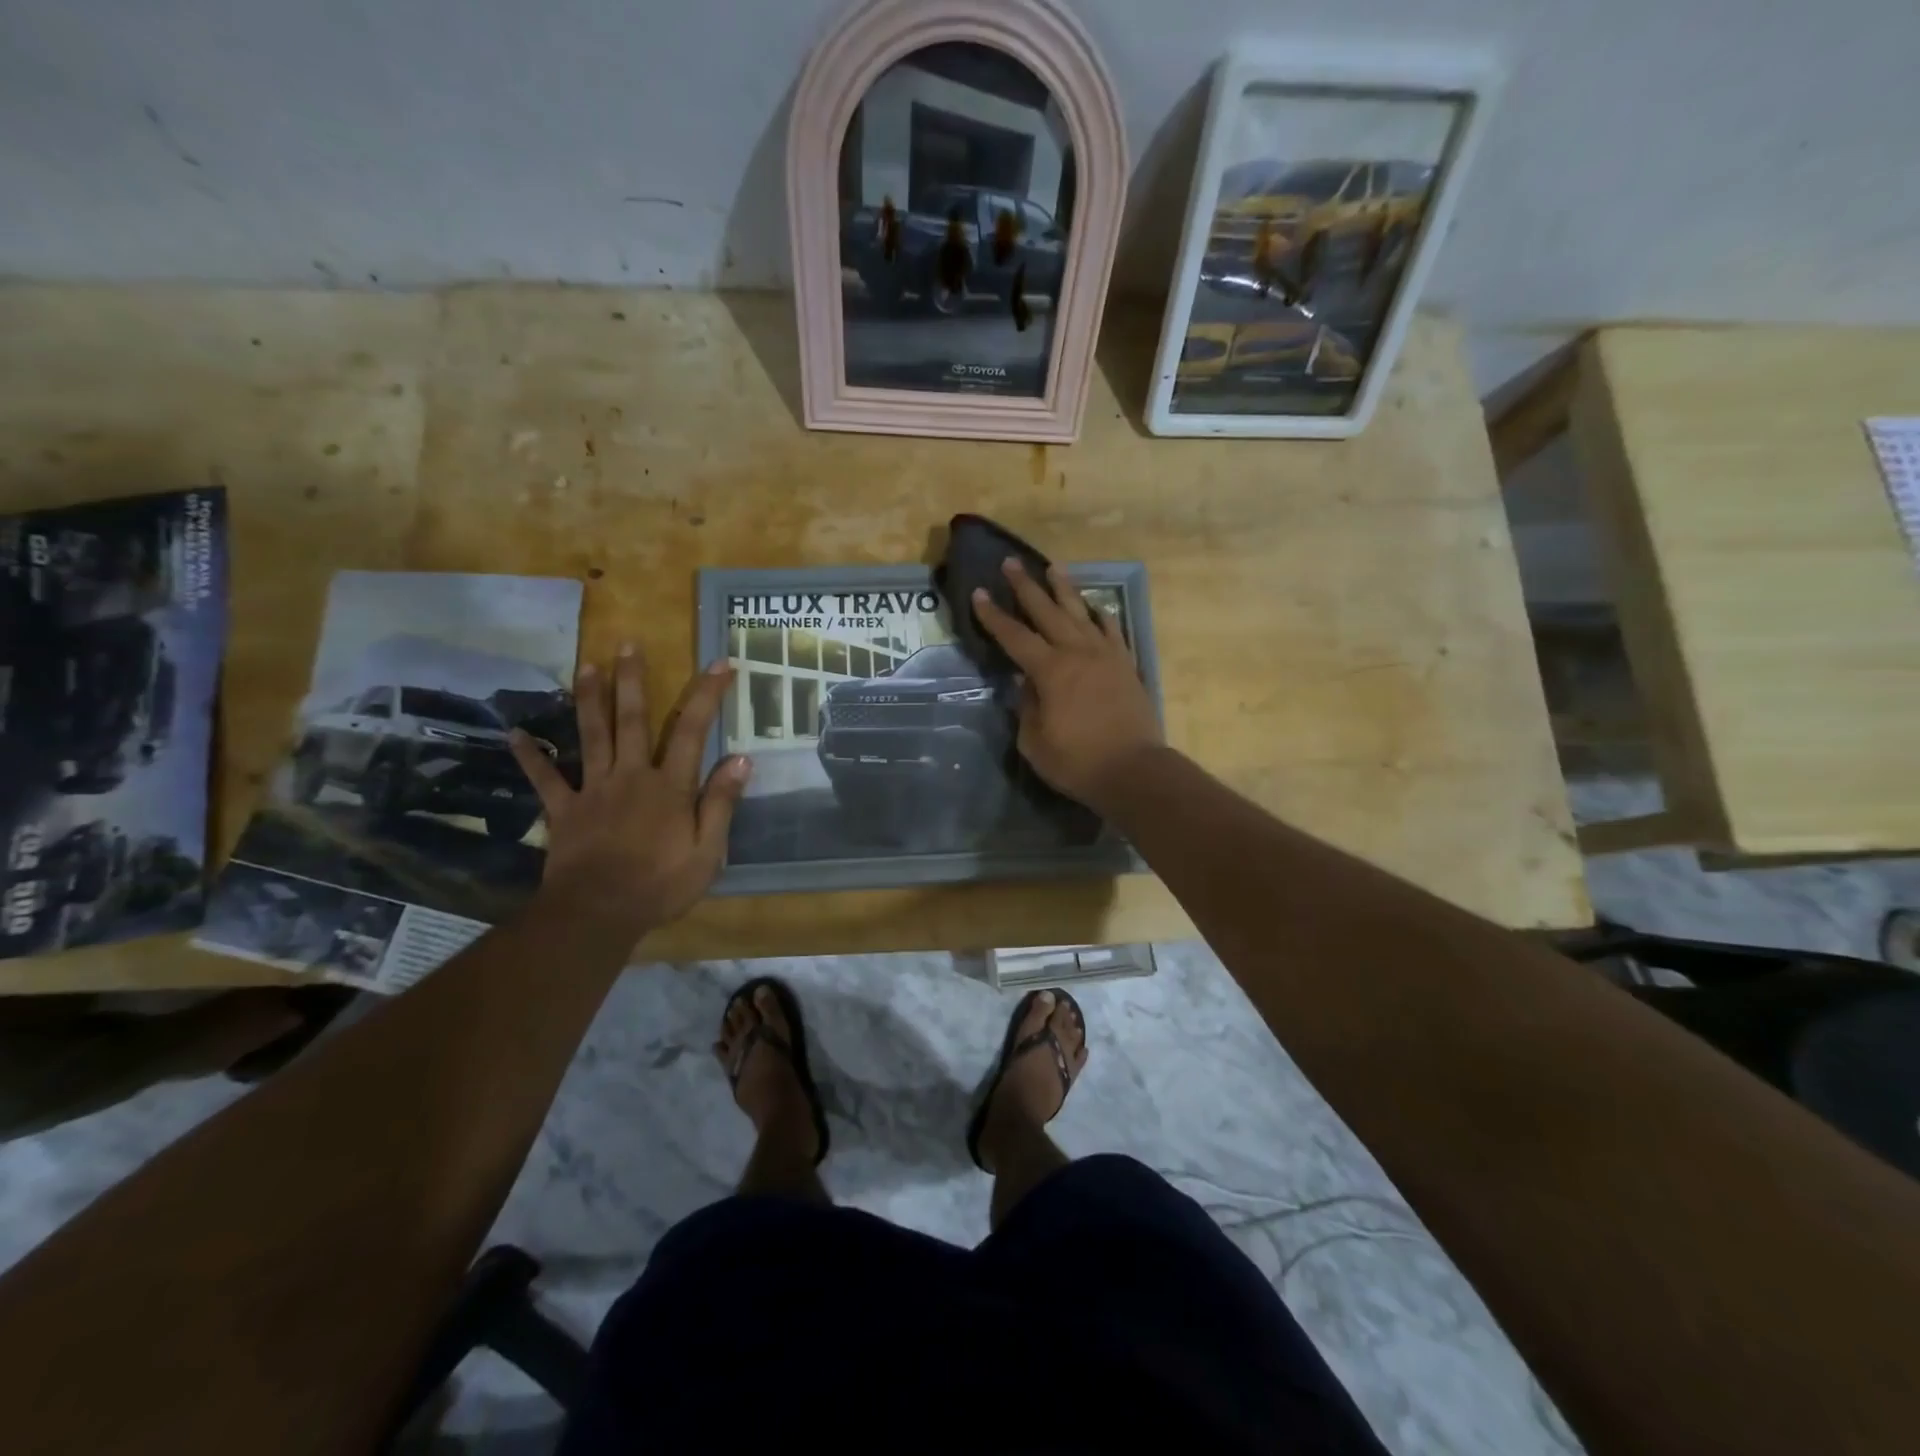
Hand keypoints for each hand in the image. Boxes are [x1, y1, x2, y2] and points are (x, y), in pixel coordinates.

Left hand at [509, 647, 750, 940]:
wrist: (598, 913)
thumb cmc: (661, 885)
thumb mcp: (708, 851)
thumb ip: (721, 803)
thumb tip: (742, 759)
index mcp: (670, 786)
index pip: (692, 730)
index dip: (707, 694)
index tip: (720, 663)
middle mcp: (631, 776)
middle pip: (632, 719)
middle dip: (632, 680)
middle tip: (627, 644)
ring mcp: (593, 790)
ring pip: (591, 736)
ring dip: (588, 699)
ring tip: (586, 666)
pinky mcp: (563, 810)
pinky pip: (545, 779)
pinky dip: (530, 756)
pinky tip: (514, 734)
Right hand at [972, 558, 1162, 810]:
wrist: (1135, 771)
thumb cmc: (1078, 762)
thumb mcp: (1035, 742)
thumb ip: (1027, 706)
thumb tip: (1025, 682)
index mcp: (1050, 671)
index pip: (1014, 636)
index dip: (994, 615)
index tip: (979, 593)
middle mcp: (1077, 653)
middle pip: (1047, 612)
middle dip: (1026, 587)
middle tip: (1011, 563)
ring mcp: (1106, 656)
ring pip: (1081, 613)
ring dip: (1064, 590)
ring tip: (1053, 568)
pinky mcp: (1125, 665)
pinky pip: (1111, 631)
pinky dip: (1100, 616)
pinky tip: (1094, 607)